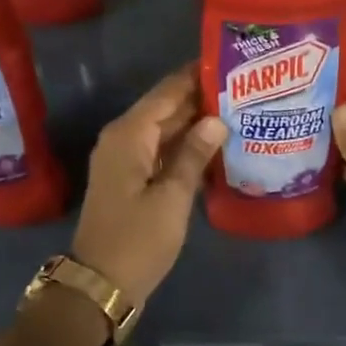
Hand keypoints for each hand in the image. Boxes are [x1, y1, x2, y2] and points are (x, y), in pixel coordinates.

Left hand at [72, 64, 227, 309]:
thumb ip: (194, 155)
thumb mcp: (172, 198)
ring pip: (165, 130)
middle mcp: (123, 138)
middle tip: (244, 88)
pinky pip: (161, 151)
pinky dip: (186, 147)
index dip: (197, 75)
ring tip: (239, 111)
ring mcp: (125, 159)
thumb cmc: (137, 240)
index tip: (231, 61)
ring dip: (196, 123)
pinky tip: (216, 146)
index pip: (168, 92)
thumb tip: (216, 120)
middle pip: (166, 108)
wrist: (101, 284)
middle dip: (202, 98)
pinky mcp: (131, 179)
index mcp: (129, 134)